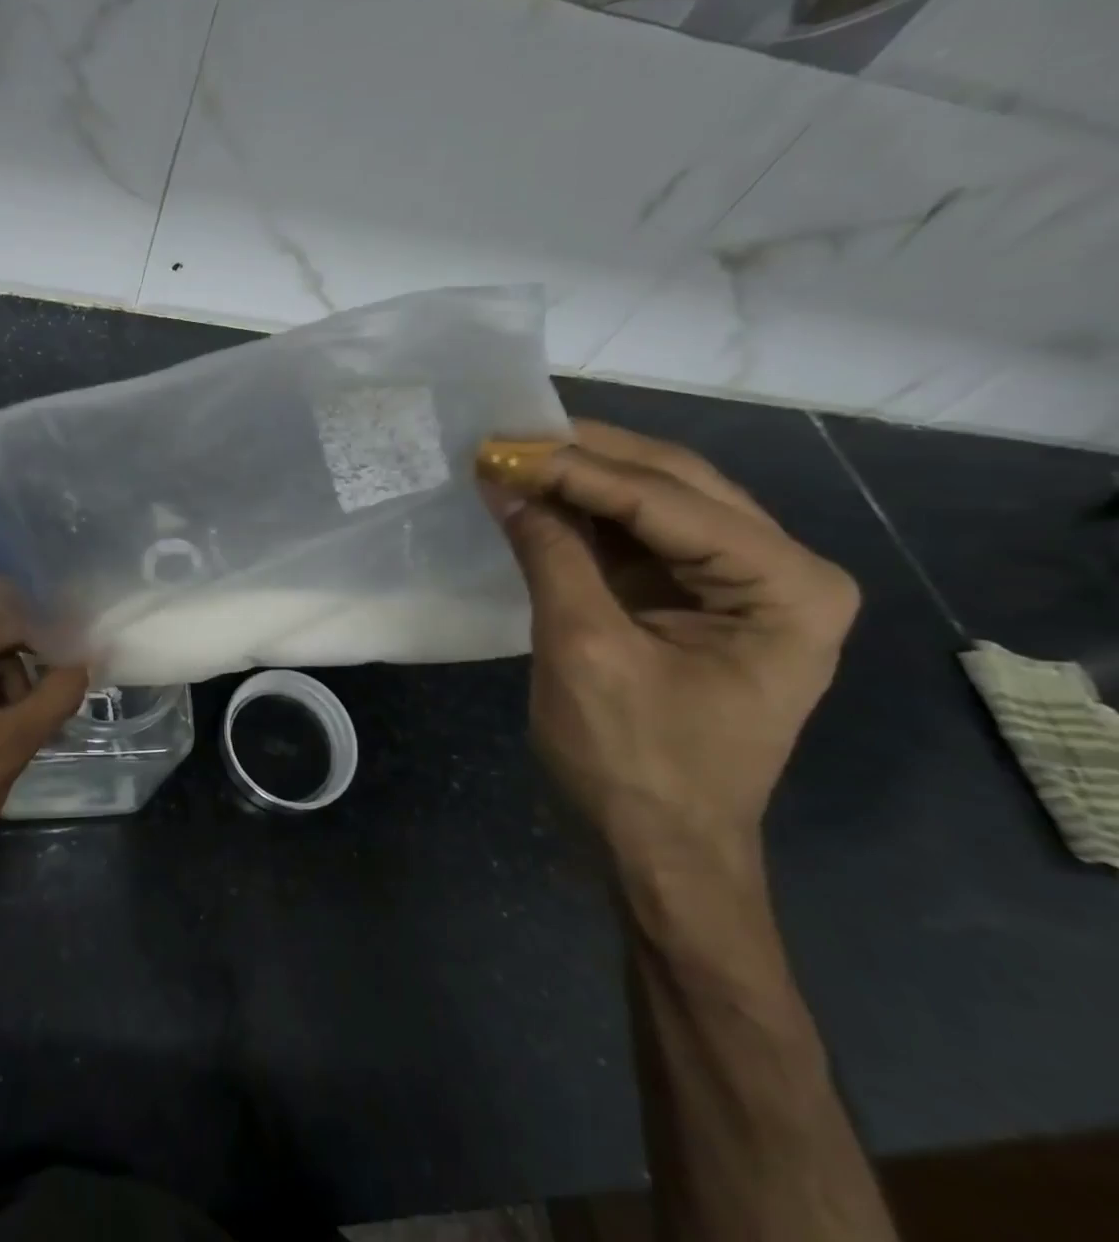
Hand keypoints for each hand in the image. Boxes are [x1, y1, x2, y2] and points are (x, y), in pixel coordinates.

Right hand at [478, 421, 858, 864]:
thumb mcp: (585, 651)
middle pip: (675, 484)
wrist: (659, 849)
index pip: (669, 499)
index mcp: (785, 586)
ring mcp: (741, 585)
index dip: (578, 468)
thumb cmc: (633, 762)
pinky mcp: (697, 601)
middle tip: (509, 438)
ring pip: (657, 502)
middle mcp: (781, 571)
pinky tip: (540, 499)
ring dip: (584, 480)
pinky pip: (640, 539)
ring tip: (517, 457)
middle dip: (587, 458)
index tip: (502, 447)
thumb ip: (552, 555)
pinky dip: (586, 517)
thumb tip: (505, 483)